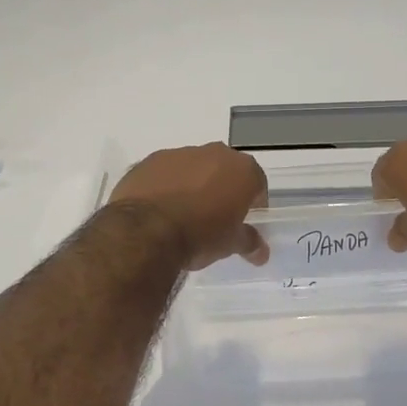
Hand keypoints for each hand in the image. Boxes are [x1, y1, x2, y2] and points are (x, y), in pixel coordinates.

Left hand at [109, 143, 268, 268]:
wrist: (145, 231)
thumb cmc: (200, 235)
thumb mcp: (230, 244)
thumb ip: (248, 242)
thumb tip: (261, 252)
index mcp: (241, 169)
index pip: (257, 184)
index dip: (254, 204)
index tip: (245, 222)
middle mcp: (213, 153)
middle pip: (224, 171)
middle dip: (223, 190)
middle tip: (215, 218)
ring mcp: (179, 154)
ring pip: (193, 168)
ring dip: (193, 186)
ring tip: (183, 215)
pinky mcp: (149, 161)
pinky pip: (165, 173)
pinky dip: (166, 186)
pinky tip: (159, 210)